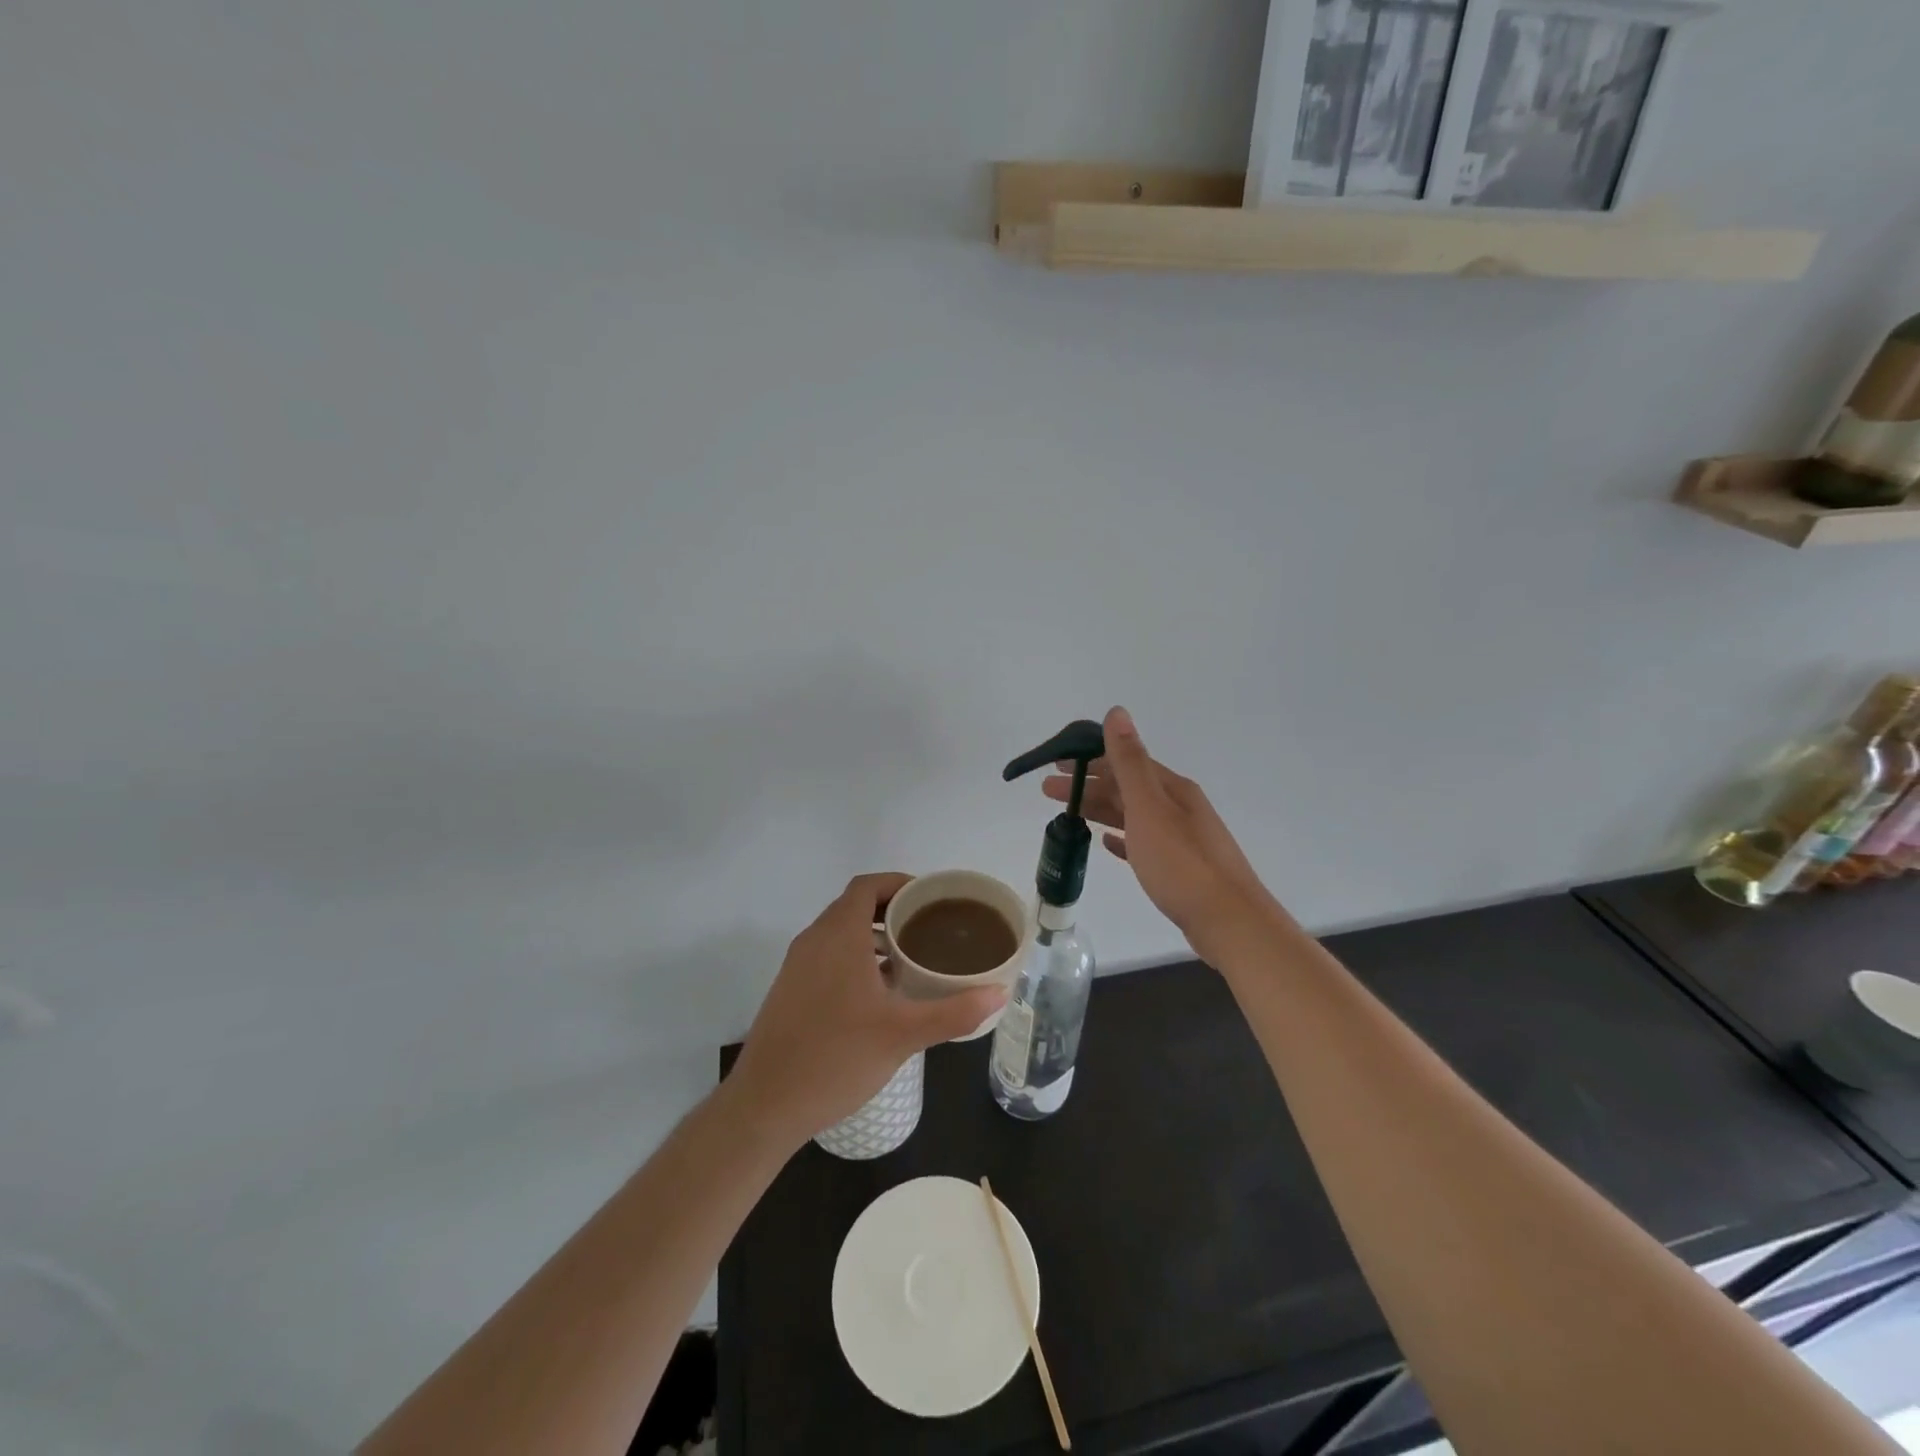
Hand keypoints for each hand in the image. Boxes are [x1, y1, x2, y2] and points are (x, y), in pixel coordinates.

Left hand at [726, 873, 1005, 1147]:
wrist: (765, 1105)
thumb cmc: (836, 1058)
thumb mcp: (903, 1035)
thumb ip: (953, 1012)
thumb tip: (999, 993)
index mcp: (838, 935)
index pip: (867, 886)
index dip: (899, 883)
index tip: (931, 898)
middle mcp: (813, 940)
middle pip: (854, 905)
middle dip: (892, 909)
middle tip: (930, 927)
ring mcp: (797, 965)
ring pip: (839, 932)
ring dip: (873, 934)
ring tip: (910, 956)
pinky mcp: (789, 989)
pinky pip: (827, 954)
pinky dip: (855, 956)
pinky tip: (879, 992)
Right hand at [1044, 707, 1279, 960]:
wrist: (1229, 922)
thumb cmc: (1183, 864)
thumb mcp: (1149, 808)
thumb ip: (1130, 762)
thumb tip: (1116, 711)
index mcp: (1172, 789)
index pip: (1124, 762)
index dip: (1089, 759)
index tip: (1056, 763)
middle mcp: (1179, 807)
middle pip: (1126, 788)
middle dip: (1088, 785)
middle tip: (1048, 790)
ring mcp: (1181, 838)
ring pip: (1132, 814)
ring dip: (1100, 810)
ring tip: (1069, 814)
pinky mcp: (1180, 868)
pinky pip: (1142, 843)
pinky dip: (1122, 838)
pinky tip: (1107, 844)